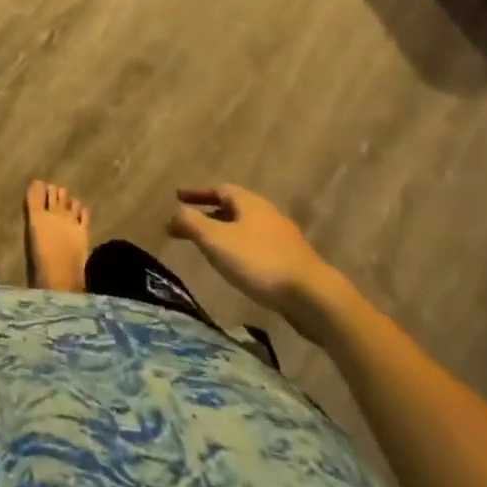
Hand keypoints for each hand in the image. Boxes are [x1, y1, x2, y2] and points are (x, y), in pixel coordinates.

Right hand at [168, 184, 347, 341]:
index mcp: (249, 203)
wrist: (314, 298)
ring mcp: (283, 239)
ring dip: (226, 233)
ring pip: (247, 229)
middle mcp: (267, 214)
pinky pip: (258, 248)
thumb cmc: (260, 262)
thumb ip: (190, 223)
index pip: (218, 189)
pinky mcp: (292, 263)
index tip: (177, 197)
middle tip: (191, 224)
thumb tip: (172, 215)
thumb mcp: (216, 240)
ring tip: (211, 248)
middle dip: (210, 213)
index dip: (196, 193)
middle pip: (234, 208)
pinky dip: (241, 251)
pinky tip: (237, 268)